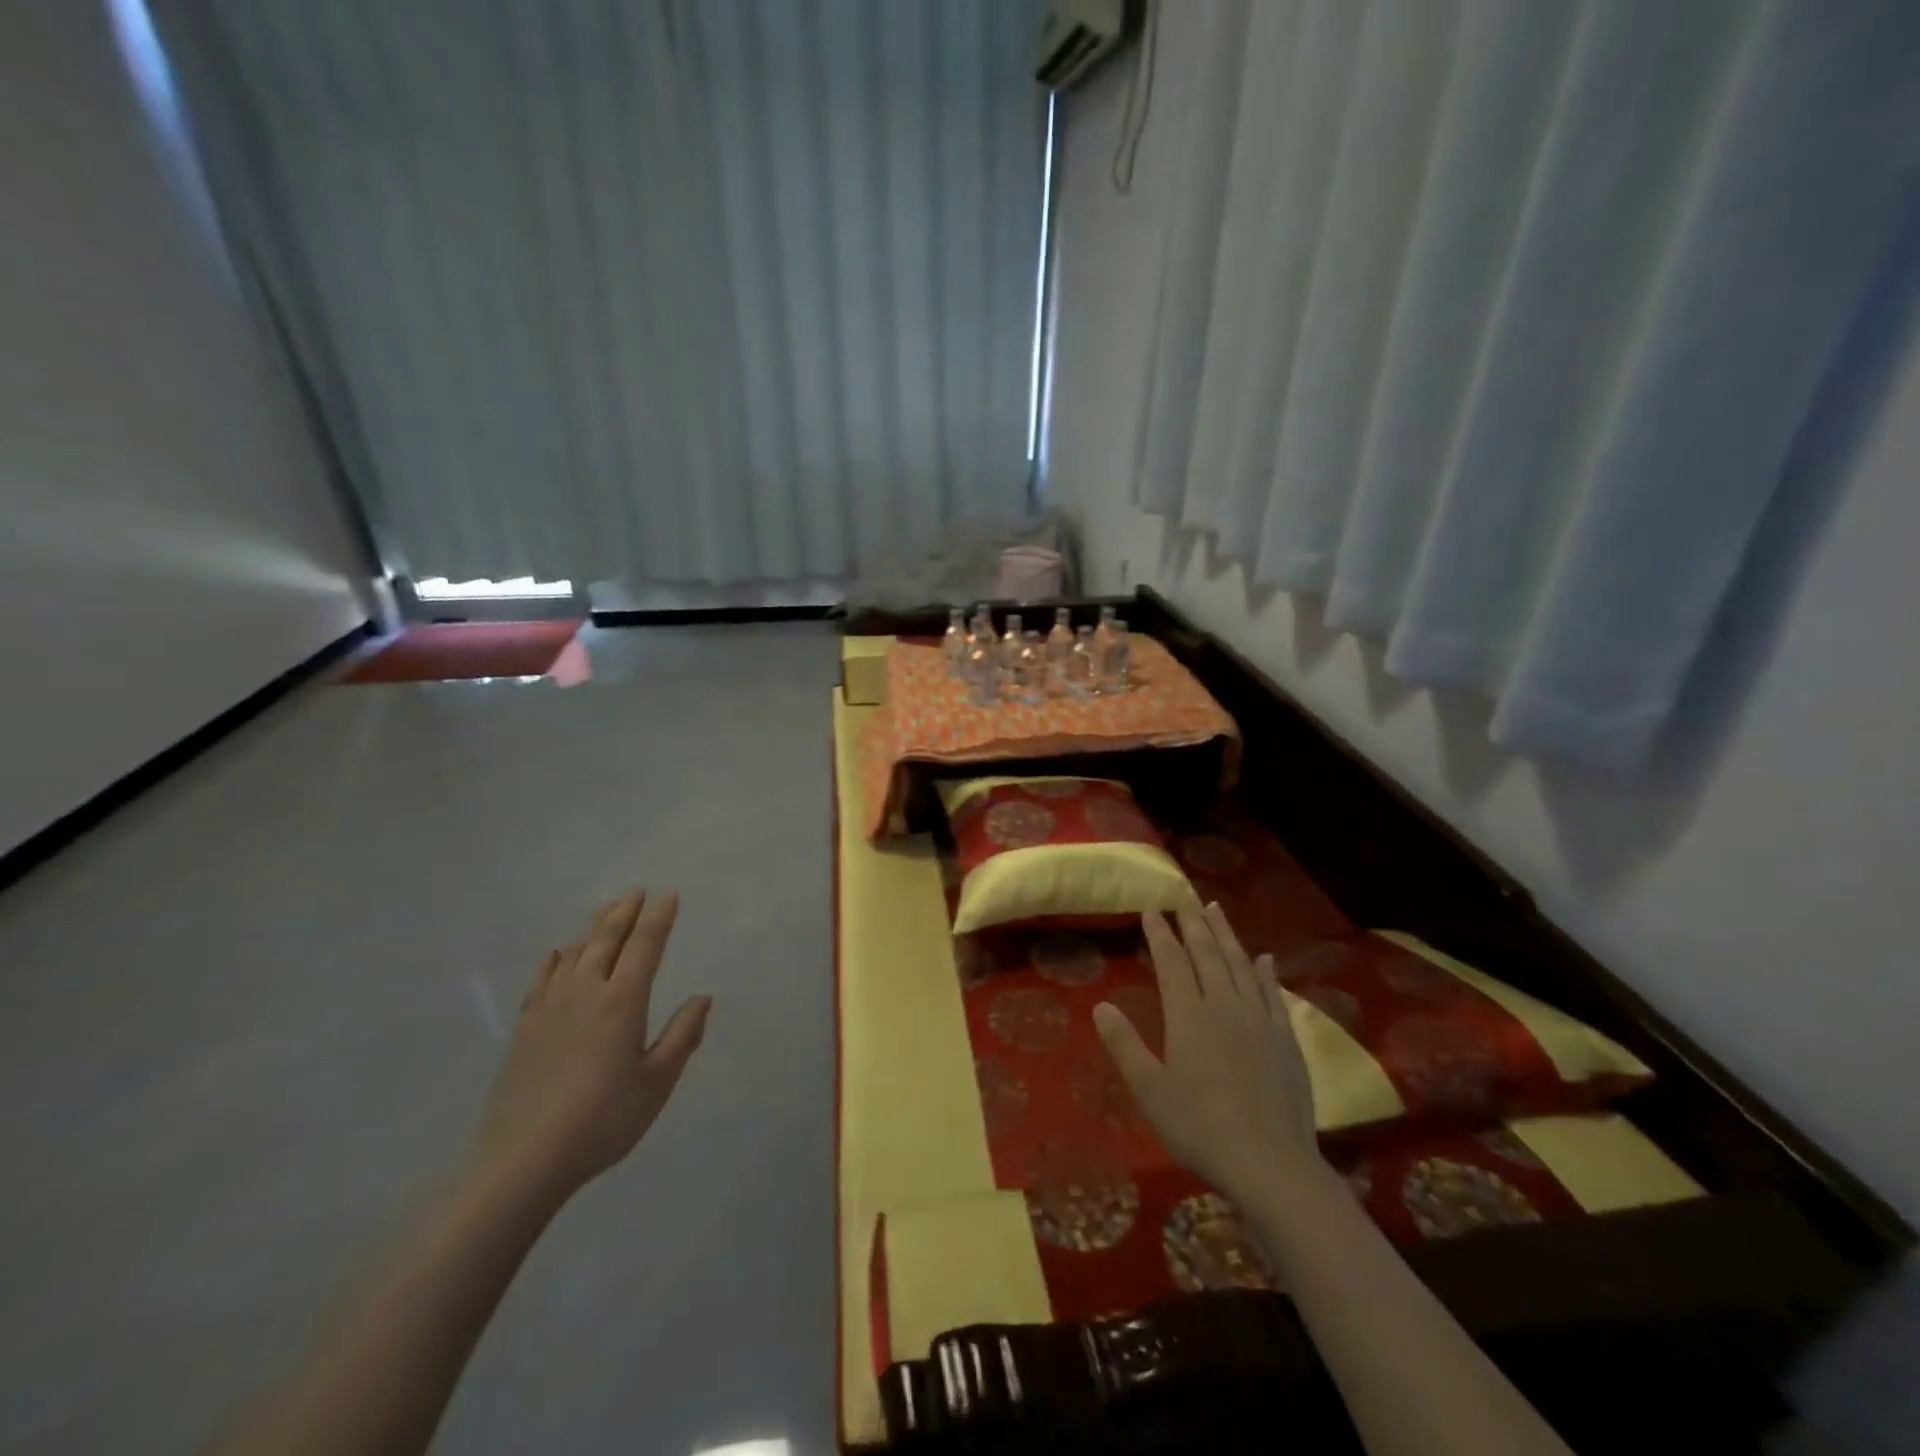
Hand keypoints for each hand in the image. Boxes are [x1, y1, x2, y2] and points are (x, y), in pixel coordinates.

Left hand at [472, 889, 710, 1205]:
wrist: (523, 1161)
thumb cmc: (603, 1120)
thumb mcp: (657, 1083)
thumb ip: (682, 1036)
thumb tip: (702, 997)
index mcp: (622, 1002)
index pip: (645, 946)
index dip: (659, 918)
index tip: (669, 894)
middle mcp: (585, 993)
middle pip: (606, 940)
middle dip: (624, 912)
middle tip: (636, 891)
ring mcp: (549, 1008)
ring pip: (574, 953)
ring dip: (593, 928)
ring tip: (606, 911)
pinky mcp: (524, 1028)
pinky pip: (542, 979)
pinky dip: (554, 959)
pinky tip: (557, 953)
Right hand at [1095, 905, 1322, 1200]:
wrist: (1272, 1165)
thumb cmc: (1200, 1128)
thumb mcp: (1149, 1090)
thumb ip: (1124, 1044)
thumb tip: (1101, 1006)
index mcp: (1189, 1016)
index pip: (1172, 962)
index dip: (1160, 935)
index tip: (1151, 911)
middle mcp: (1226, 1006)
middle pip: (1209, 954)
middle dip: (1194, 925)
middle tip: (1185, 901)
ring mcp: (1260, 1020)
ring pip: (1241, 965)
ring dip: (1227, 935)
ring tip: (1217, 911)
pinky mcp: (1286, 1040)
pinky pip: (1274, 994)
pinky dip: (1266, 972)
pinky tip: (1264, 959)